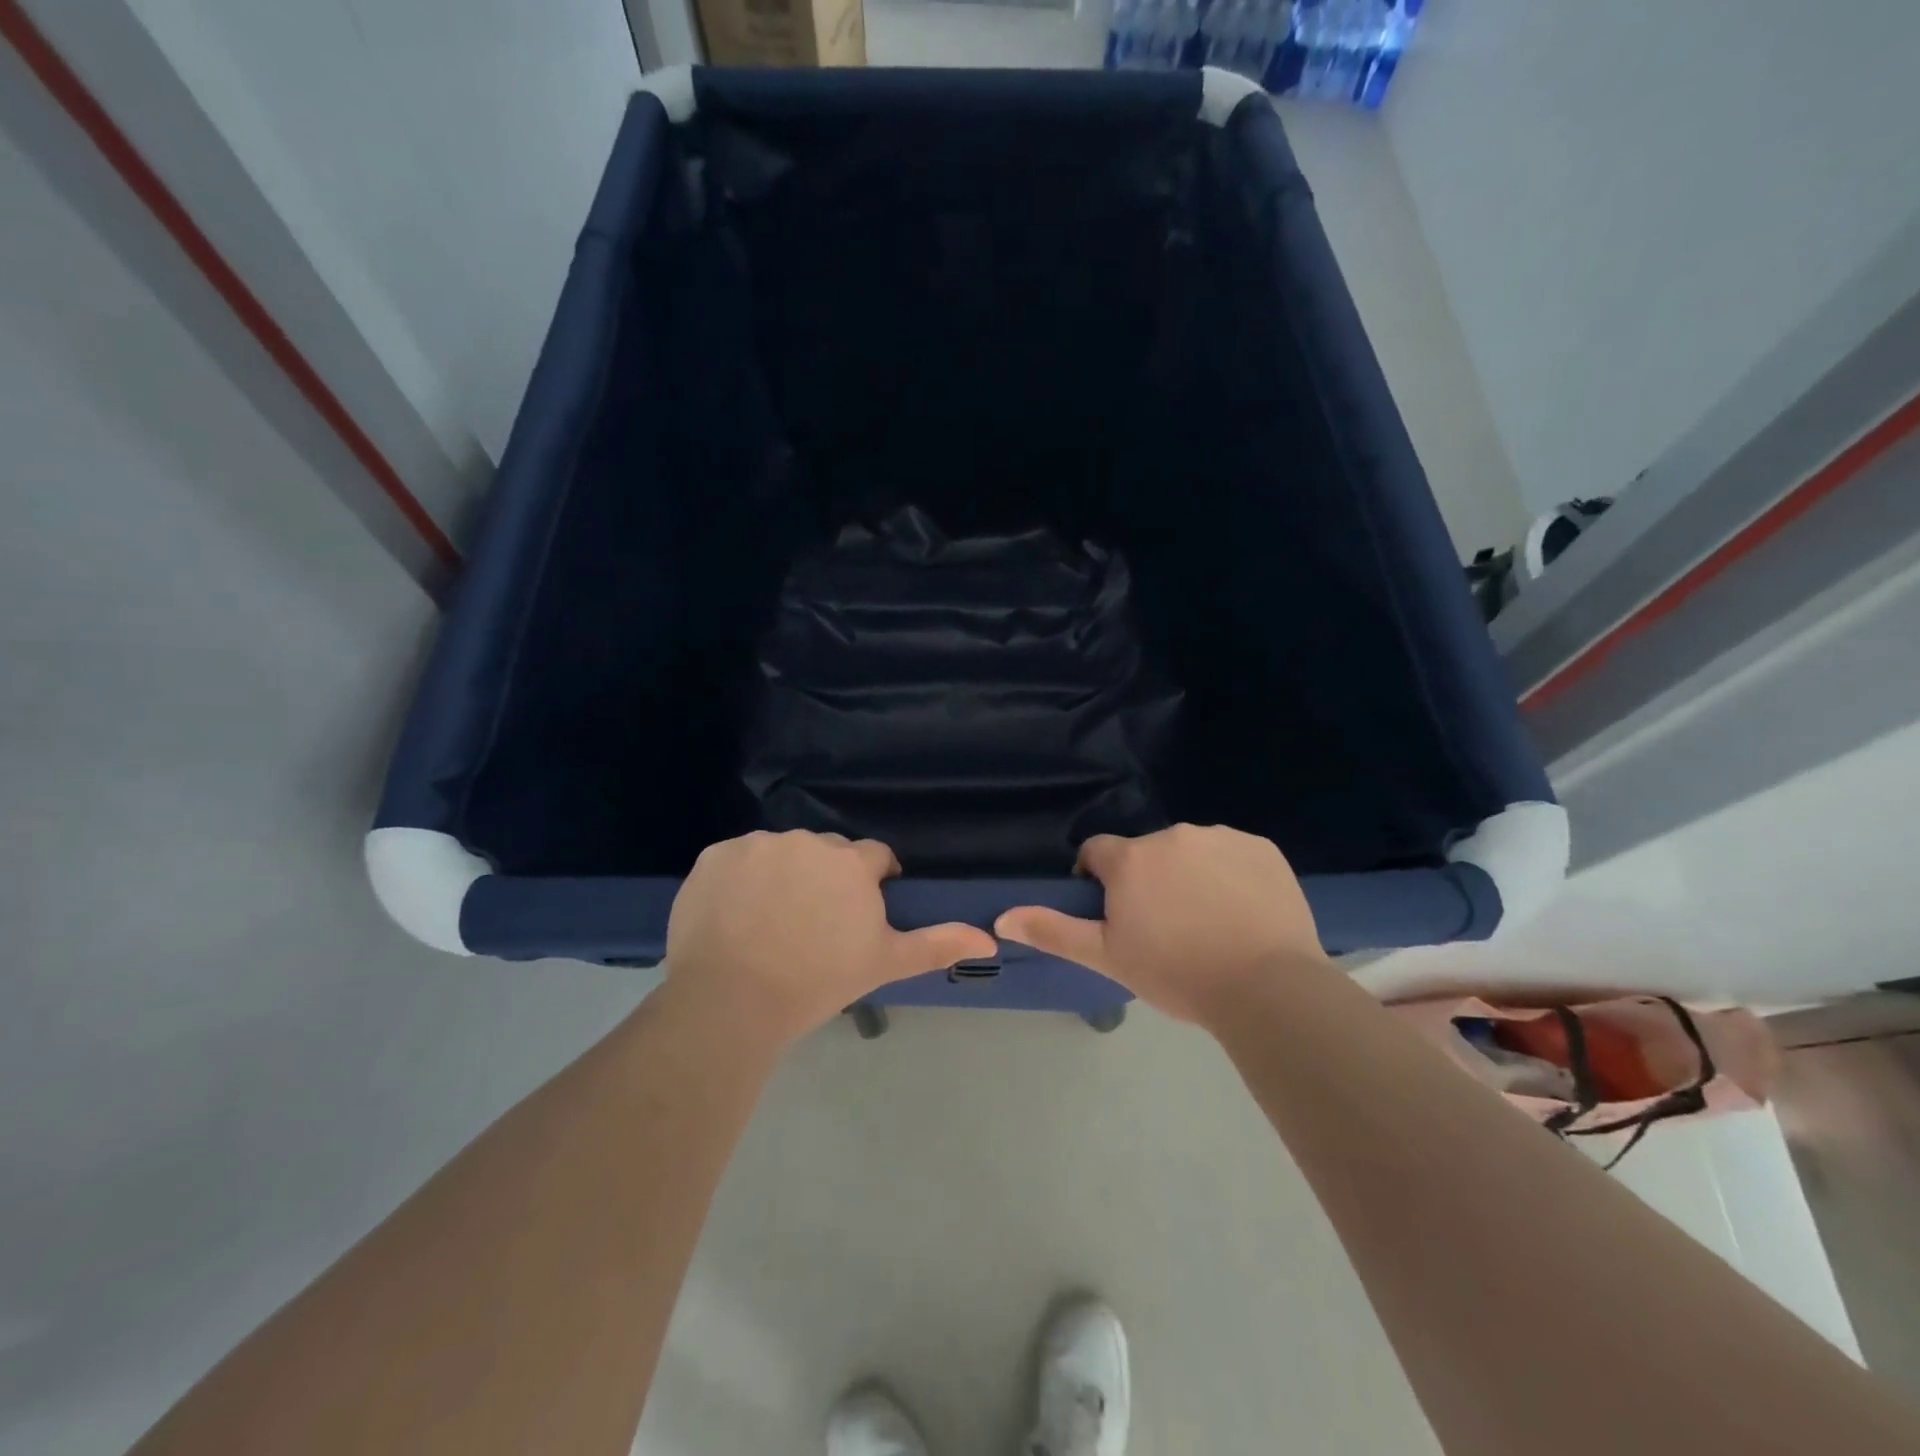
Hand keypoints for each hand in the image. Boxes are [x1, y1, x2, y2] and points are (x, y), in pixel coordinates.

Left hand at [664, 831, 997, 1044]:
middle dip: (827, 877)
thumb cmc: (817, 981)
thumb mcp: (884, 963)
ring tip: (771, 921)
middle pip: (827, 852)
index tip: (860, 912)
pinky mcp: (715, 855)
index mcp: (850, 862)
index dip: (872, 882)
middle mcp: (806, 840)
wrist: (731, 1002)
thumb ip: (937, 944)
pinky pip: (737, 860)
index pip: (873, 856)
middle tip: (814, 922)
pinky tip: (734, 916)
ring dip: (783, 874)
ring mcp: (757, 845)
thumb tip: (992, 940)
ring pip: (781, 852)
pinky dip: (740, 879)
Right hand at [995, 824, 1329, 1027]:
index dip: (1098, 881)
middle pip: (1145, 853)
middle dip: (1146, 881)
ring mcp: (1220, 837)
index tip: (1115, 915)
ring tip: (1207, 922)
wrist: (1268, 989)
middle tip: (1165, 927)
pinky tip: (1242, 912)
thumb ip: (1053, 931)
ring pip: (1189, 851)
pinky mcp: (1261, 847)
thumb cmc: (1177, 974)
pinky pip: (1232, 853)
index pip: (1096, 853)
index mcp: (1131, 859)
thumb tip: (1002, 917)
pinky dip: (1230, 874)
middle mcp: (1172, 835)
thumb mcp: (1107, 957)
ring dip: (1188, 875)